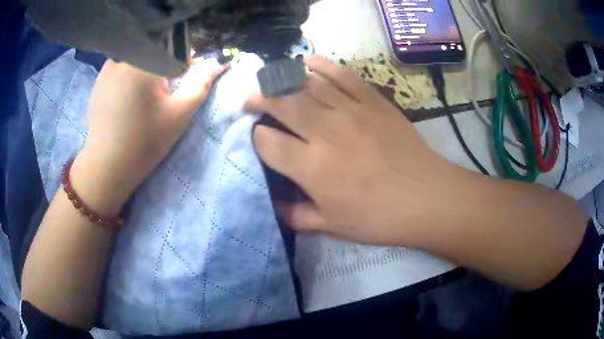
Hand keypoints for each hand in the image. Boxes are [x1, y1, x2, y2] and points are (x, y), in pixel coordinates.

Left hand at [71, 59, 226, 213]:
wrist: (106, 166)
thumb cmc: (144, 141)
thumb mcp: (178, 114)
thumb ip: (200, 83)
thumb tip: (217, 62)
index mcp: (145, 60)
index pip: (175, 48)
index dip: (183, 65)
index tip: (179, 86)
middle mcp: (124, 56)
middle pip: (155, 52)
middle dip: (163, 69)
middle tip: (160, 98)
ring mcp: (108, 67)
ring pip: (139, 59)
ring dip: (146, 72)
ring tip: (141, 101)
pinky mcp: (99, 79)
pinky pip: (122, 68)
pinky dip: (130, 78)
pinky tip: (126, 102)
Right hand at [245, 55, 461, 245]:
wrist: (425, 198)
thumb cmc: (378, 218)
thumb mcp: (332, 226)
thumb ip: (297, 216)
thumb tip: (274, 205)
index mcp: (312, 167)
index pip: (267, 141)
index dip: (256, 138)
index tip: (259, 140)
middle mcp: (326, 132)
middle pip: (281, 102)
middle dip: (259, 98)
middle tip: (252, 101)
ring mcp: (352, 111)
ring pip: (307, 83)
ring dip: (283, 80)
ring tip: (273, 82)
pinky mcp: (373, 101)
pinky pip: (342, 75)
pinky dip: (322, 65)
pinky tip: (308, 62)